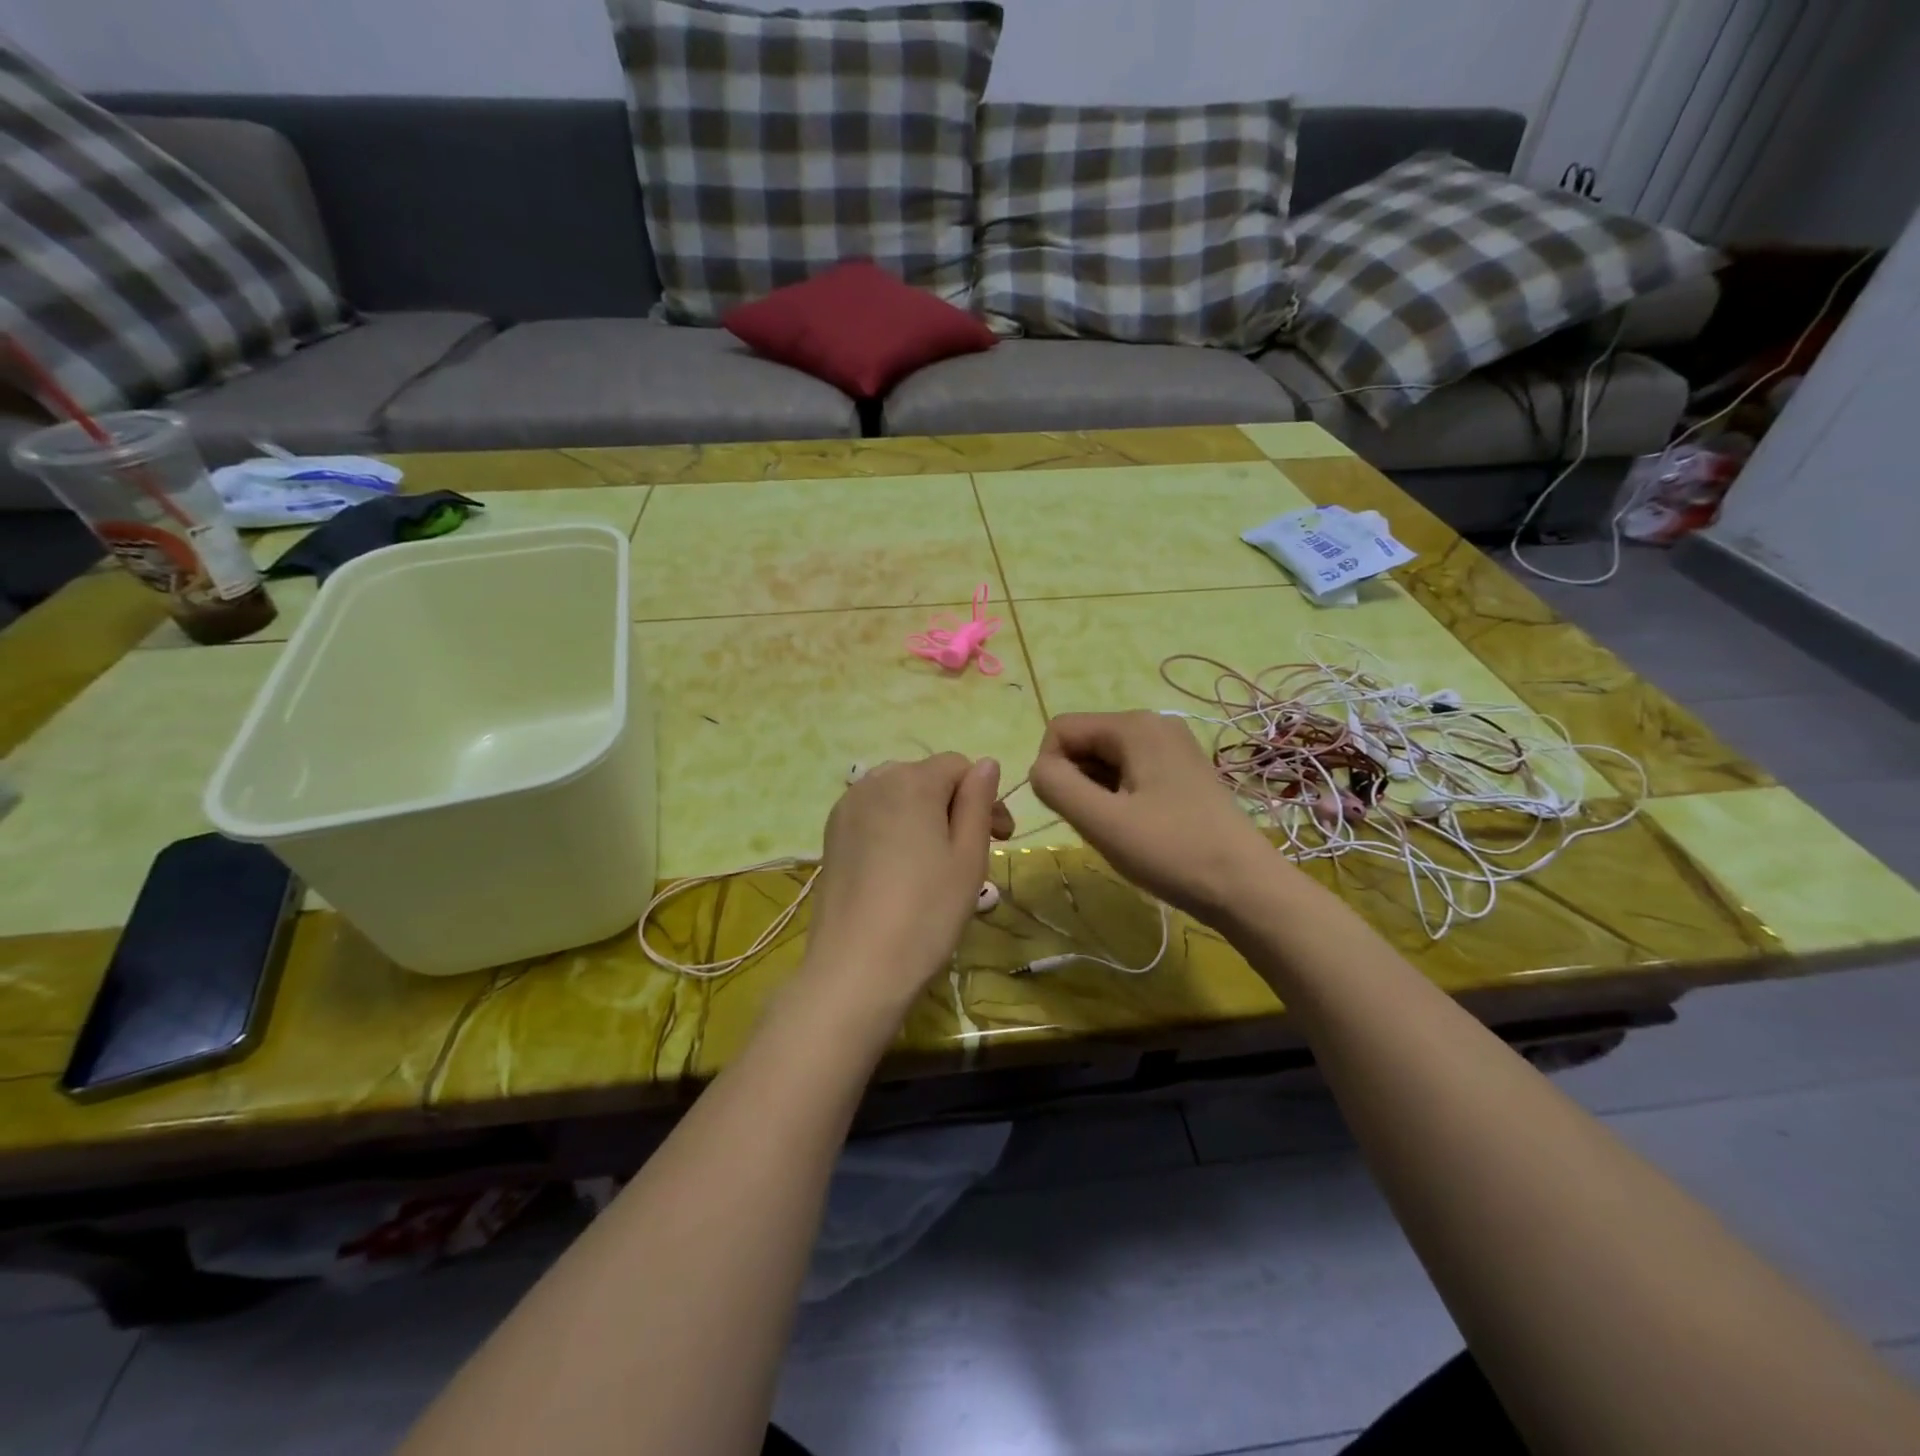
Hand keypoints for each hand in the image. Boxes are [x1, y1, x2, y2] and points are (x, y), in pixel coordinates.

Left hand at [799, 755, 1010, 1021]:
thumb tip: (986, 763)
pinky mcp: (831, 834)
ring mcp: (846, 807)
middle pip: (927, 777)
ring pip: (898, 795)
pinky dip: (894, 828)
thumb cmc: (927, 911)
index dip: (986, 797)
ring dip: (924, 815)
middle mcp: (874, 781)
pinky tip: (901, 867)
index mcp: (912, 780)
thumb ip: (978, 802)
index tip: (1003, 838)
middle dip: (955, 804)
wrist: (856, 967)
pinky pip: (873, 814)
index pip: (960, 766)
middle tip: (972, 853)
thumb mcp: (969, 856)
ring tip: (937, 861)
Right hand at [1028, 712, 1280, 922]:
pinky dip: (1118, 797)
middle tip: (1100, 825)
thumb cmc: (1171, 851)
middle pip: (1084, 742)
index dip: (1051, 770)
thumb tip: (1039, 769)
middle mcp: (1154, 724)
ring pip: (1104, 760)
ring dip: (1096, 793)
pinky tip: (1137, 828)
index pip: (1060, 730)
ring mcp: (1172, 746)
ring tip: (1120, 830)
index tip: (1072, 812)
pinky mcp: (1182, 770)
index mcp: (1134, 725)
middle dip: (1076, 782)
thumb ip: (1055, 785)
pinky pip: (1129, 772)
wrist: (1246, 887)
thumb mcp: (1101, 821)